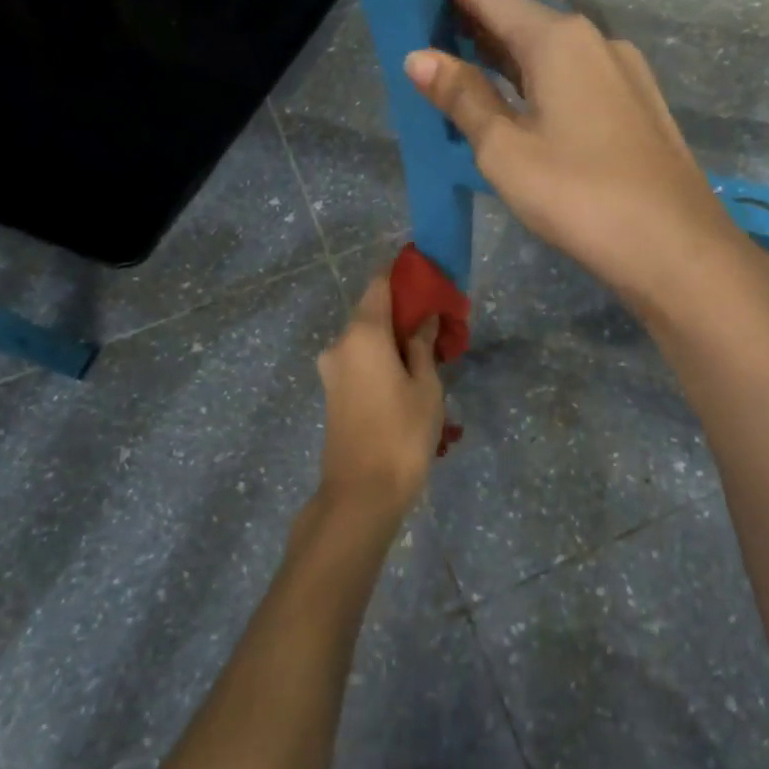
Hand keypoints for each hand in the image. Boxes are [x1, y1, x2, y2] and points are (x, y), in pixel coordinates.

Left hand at [316, 273, 445, 518]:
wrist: (361, 494)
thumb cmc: (401, 434)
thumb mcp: (425, 387)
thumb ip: (422, 346)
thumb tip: (423, 319)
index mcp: (363, 334)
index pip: (379, 284)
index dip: (402, 275)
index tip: (427, 276)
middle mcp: (339, 344)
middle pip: (372, 312)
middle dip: (403, 312)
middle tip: (437, 324)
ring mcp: (331, 370)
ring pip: (365, 340)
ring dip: (392, 340)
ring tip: (427, 356)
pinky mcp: (332, 393)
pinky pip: (359, 361)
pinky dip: (380, 359)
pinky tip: (406, 377)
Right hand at [405, 0, 751, 317]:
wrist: (674, 245)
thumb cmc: (577, 194)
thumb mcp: (504, 150)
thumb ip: (462, 98)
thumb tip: (417, 56)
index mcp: (559, 39)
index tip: (417, 5)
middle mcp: (597, 40)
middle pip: (526, 22)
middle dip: (479, 31)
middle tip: (432, 48)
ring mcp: (625, 72)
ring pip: (555, 53)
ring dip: (511, 61)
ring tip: (469, 77)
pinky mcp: (639, 104)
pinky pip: (579, 78)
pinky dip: (544, 83)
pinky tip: (527, 109)